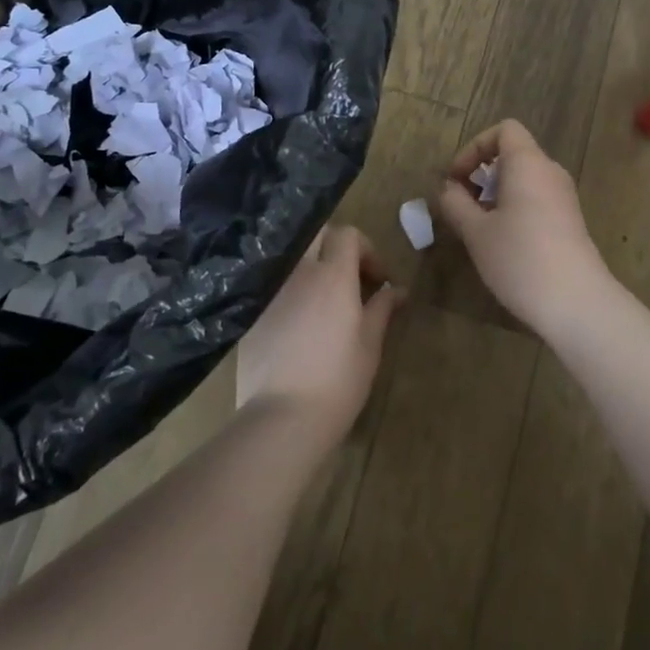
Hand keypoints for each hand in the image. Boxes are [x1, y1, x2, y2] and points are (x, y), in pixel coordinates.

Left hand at [235, 225, 402, 440]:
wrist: (282, 416)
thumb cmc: (338, 380)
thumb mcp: (369, 344)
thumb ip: (382, 308)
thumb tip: (397, 289)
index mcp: (333, 275)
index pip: (347, 234)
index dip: (366, 249)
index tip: (377, 279)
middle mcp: (299, 271)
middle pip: (316, 235)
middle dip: (335, 247)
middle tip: (350, 278)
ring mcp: (271, 289)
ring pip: (293, 257)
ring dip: (311, 267)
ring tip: (324, 299)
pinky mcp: (252, 310)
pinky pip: (274, 283)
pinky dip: (290, 289)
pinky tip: (298, 321)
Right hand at [435, 120, 611, 335]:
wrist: (577, 302)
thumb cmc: (520, 258)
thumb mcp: (476, 232)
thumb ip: (456, 204)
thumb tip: (449, 190)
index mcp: (528, 163)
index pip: (504, 130)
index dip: (475, 147)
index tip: (457, 178)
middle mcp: (550, 172)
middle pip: (513, 155)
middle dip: (481, 174)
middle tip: (461, 205)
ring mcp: (564, 198)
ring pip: (524, 180)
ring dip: (495, 194)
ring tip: (477, 227)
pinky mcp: (570, 222)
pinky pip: (536, 199)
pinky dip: (514, 208)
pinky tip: (502, 242)